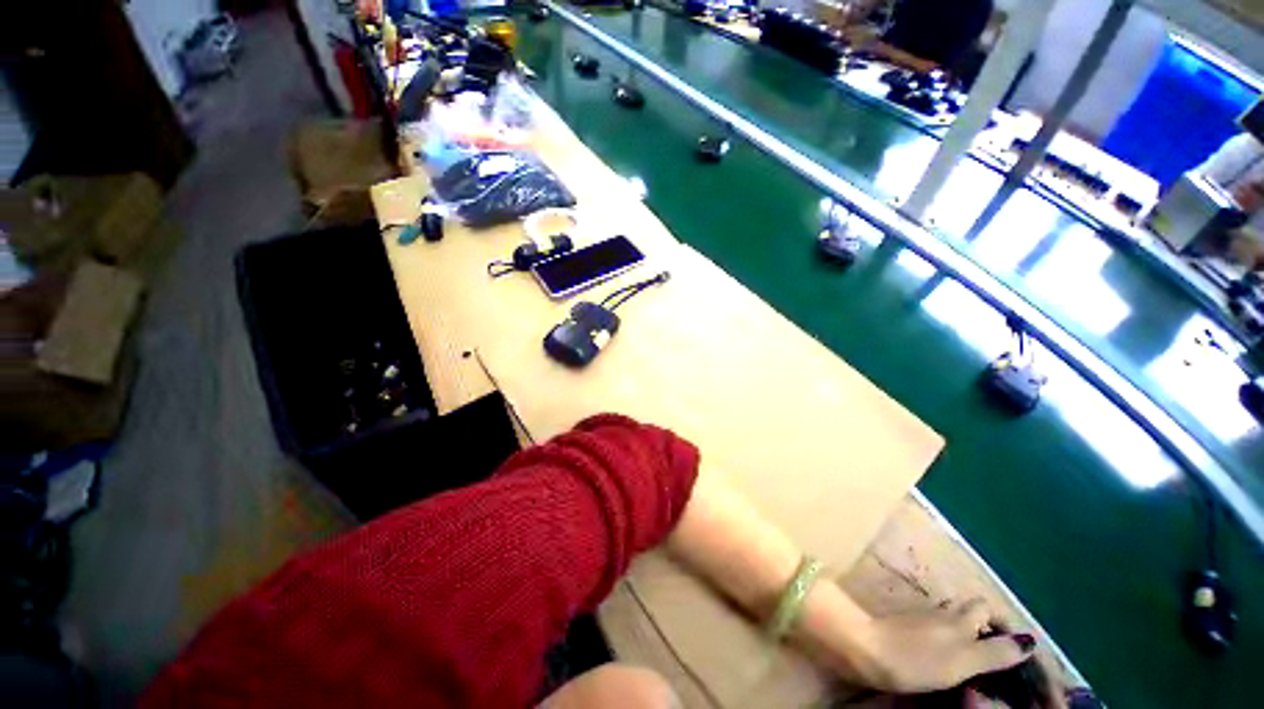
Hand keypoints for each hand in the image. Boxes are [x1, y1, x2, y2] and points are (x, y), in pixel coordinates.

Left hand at [847, 600, 1035, 694]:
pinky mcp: (903, 629)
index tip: (1018, 648)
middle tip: (999, 657)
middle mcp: (941, 614)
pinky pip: (934, 629)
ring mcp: (920, 619)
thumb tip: (1028, 641)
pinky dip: (946, 639)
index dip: (1004, 623)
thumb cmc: (914, 658)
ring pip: (951, 619)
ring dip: (966, 633)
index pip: (987, 608)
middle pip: (969, 610)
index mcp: (958, 620)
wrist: (863, 648)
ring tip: (978, 661)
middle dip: (986, 626)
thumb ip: (993, 652)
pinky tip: (946, 657)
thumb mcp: (961, 660)